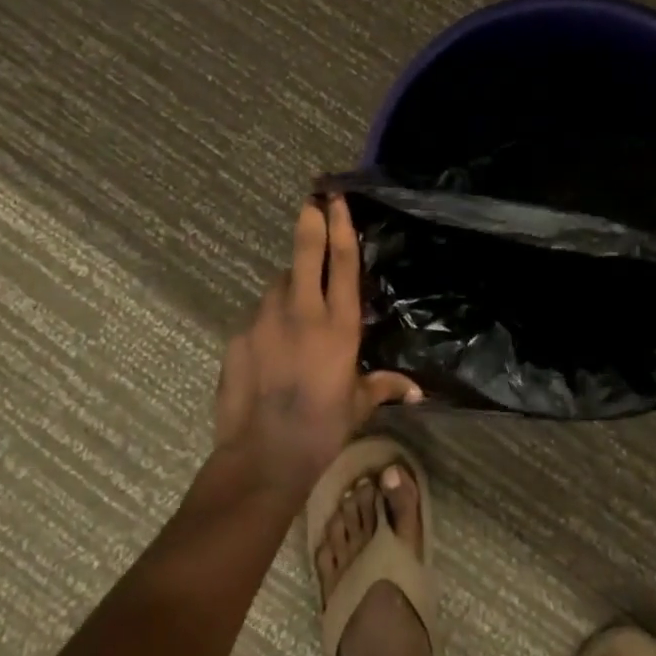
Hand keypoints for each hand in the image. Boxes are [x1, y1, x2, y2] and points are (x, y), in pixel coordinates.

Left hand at [213, 196, 420, 492]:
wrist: (263, 456)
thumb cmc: (322, 428)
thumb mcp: (359, 405)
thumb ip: (384, 387)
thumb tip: (416, 392)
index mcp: (338, 324)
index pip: (341, 263)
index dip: (340, 226)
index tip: (336, 199)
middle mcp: (302, 312)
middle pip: (306, 253)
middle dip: (310, 221)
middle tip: (311, 200)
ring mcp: (265, 321)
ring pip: (279, 285)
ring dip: (290, 286)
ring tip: (296, 310)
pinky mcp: (239, 336)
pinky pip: (259, 317)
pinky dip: (269, 321)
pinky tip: (272, 347)